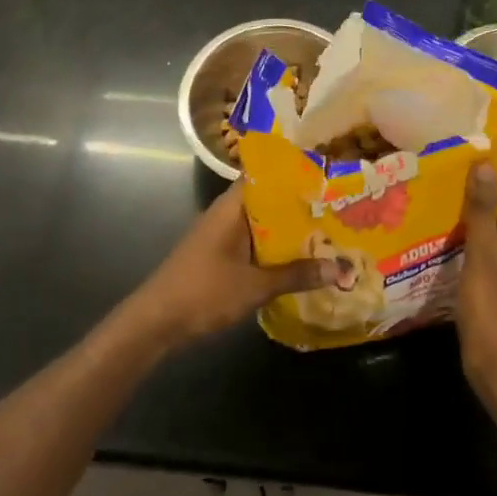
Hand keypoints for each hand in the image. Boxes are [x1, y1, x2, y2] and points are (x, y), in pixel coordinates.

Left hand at [123, 184, 336, 349]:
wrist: (155, 322)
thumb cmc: (203, 292)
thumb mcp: (254, 286)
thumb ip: (296, 275)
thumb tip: (341, 268)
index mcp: (233, 206)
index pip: (268, 175)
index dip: (297, 173)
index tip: (328, 175)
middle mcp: (228, 213)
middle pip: (269, 200)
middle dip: (301, 205)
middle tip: (339, 206)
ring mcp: (222, 233)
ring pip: (263, 223)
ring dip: (289, 229)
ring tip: (329, 230)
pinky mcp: (220, 254)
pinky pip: (255, 241)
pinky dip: (275, 247)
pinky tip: (299, 259)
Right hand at [457, 159, 496, 390]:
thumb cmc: (493, 309)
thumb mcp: (483, 254)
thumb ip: (481, 208)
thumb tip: (481, 163)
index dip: (491, 162)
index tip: (457, 160)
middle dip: (474, 180)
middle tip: (437, 176)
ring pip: (489, 213)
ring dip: (465, 204)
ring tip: (431, 196)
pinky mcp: (496, 270)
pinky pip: (481, 236)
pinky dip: (463, 227)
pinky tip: (436, 229)